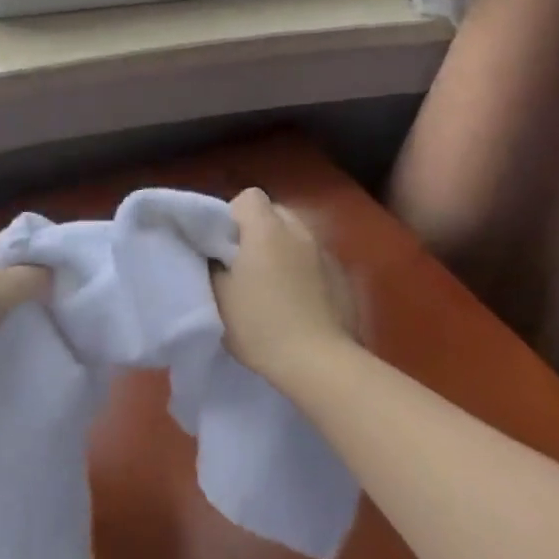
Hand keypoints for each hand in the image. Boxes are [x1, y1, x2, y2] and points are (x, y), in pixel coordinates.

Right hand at [213, 188, 357, 385]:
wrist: (318, 362)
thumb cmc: (260, 325)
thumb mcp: (219, 295)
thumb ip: (215, 264)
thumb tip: (217, 253)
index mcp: (267, 230)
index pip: (249, 196)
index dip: (233, 215)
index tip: (224, 244)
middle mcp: (300, 231)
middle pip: (275, 212)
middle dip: (258, 230)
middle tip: (244, 263)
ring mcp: (326, 253)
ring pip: (297, 236)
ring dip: (283, 249)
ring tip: (273, 283)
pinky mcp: (344, 277)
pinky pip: (315, 260)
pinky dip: (304, 269)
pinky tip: (299, 300)